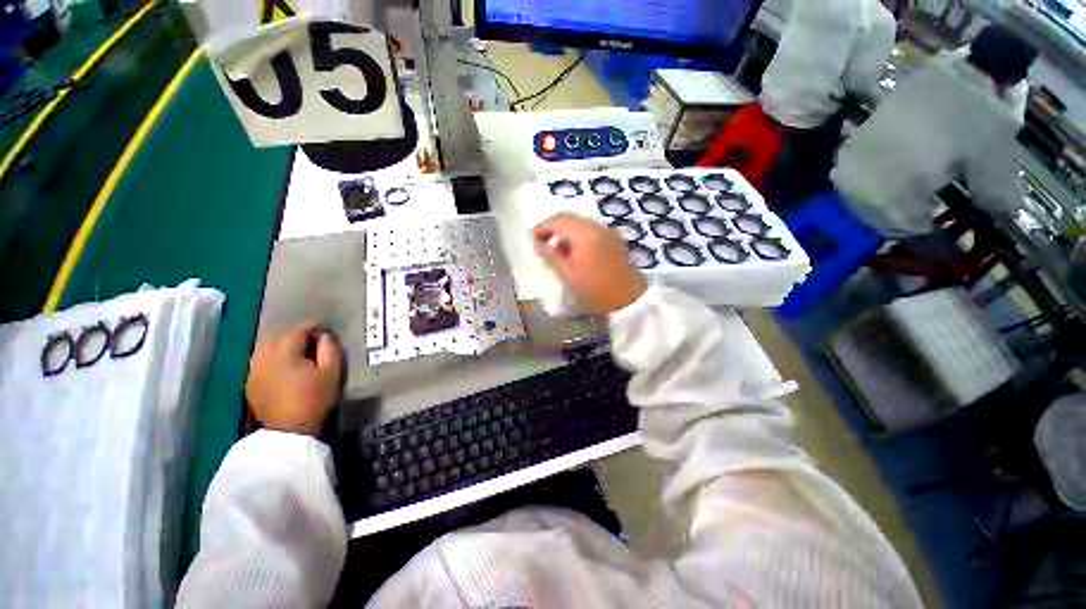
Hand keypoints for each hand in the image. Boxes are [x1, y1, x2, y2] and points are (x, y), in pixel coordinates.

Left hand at [246, 322, 342, 435]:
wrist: (289, 430)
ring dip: (280, 347)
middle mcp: (263, 358)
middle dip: (293, 336)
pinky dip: (271, 359)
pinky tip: (282, 368)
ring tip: (295, 353)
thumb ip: (329, 350)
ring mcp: (253, 372)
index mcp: (284, 354)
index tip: (323, 328)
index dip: (310, 327)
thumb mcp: (331, 372)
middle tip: (310, 340)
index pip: (296, 331)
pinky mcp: (249, 384)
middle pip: (276, 338)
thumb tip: (324, 336)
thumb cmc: (314, 398)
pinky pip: (259, 363)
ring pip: (264, 350)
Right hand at [534, 214, 647, 313]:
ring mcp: (607, 230)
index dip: (543, 227)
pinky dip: (579, 236)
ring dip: (566, 232)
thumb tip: (537, 241)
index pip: (559, 220)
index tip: (533, 239)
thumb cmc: (594, 288)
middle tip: (543, 243)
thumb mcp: (567, 274)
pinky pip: (591, 229)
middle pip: (570, 218)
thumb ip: (550, 255)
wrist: (627, 297)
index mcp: (585, 234)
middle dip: (554, 228)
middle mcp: (597, 226)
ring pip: (580, 223)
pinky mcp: (613, 237)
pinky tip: (575, 253)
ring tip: (559, 252)